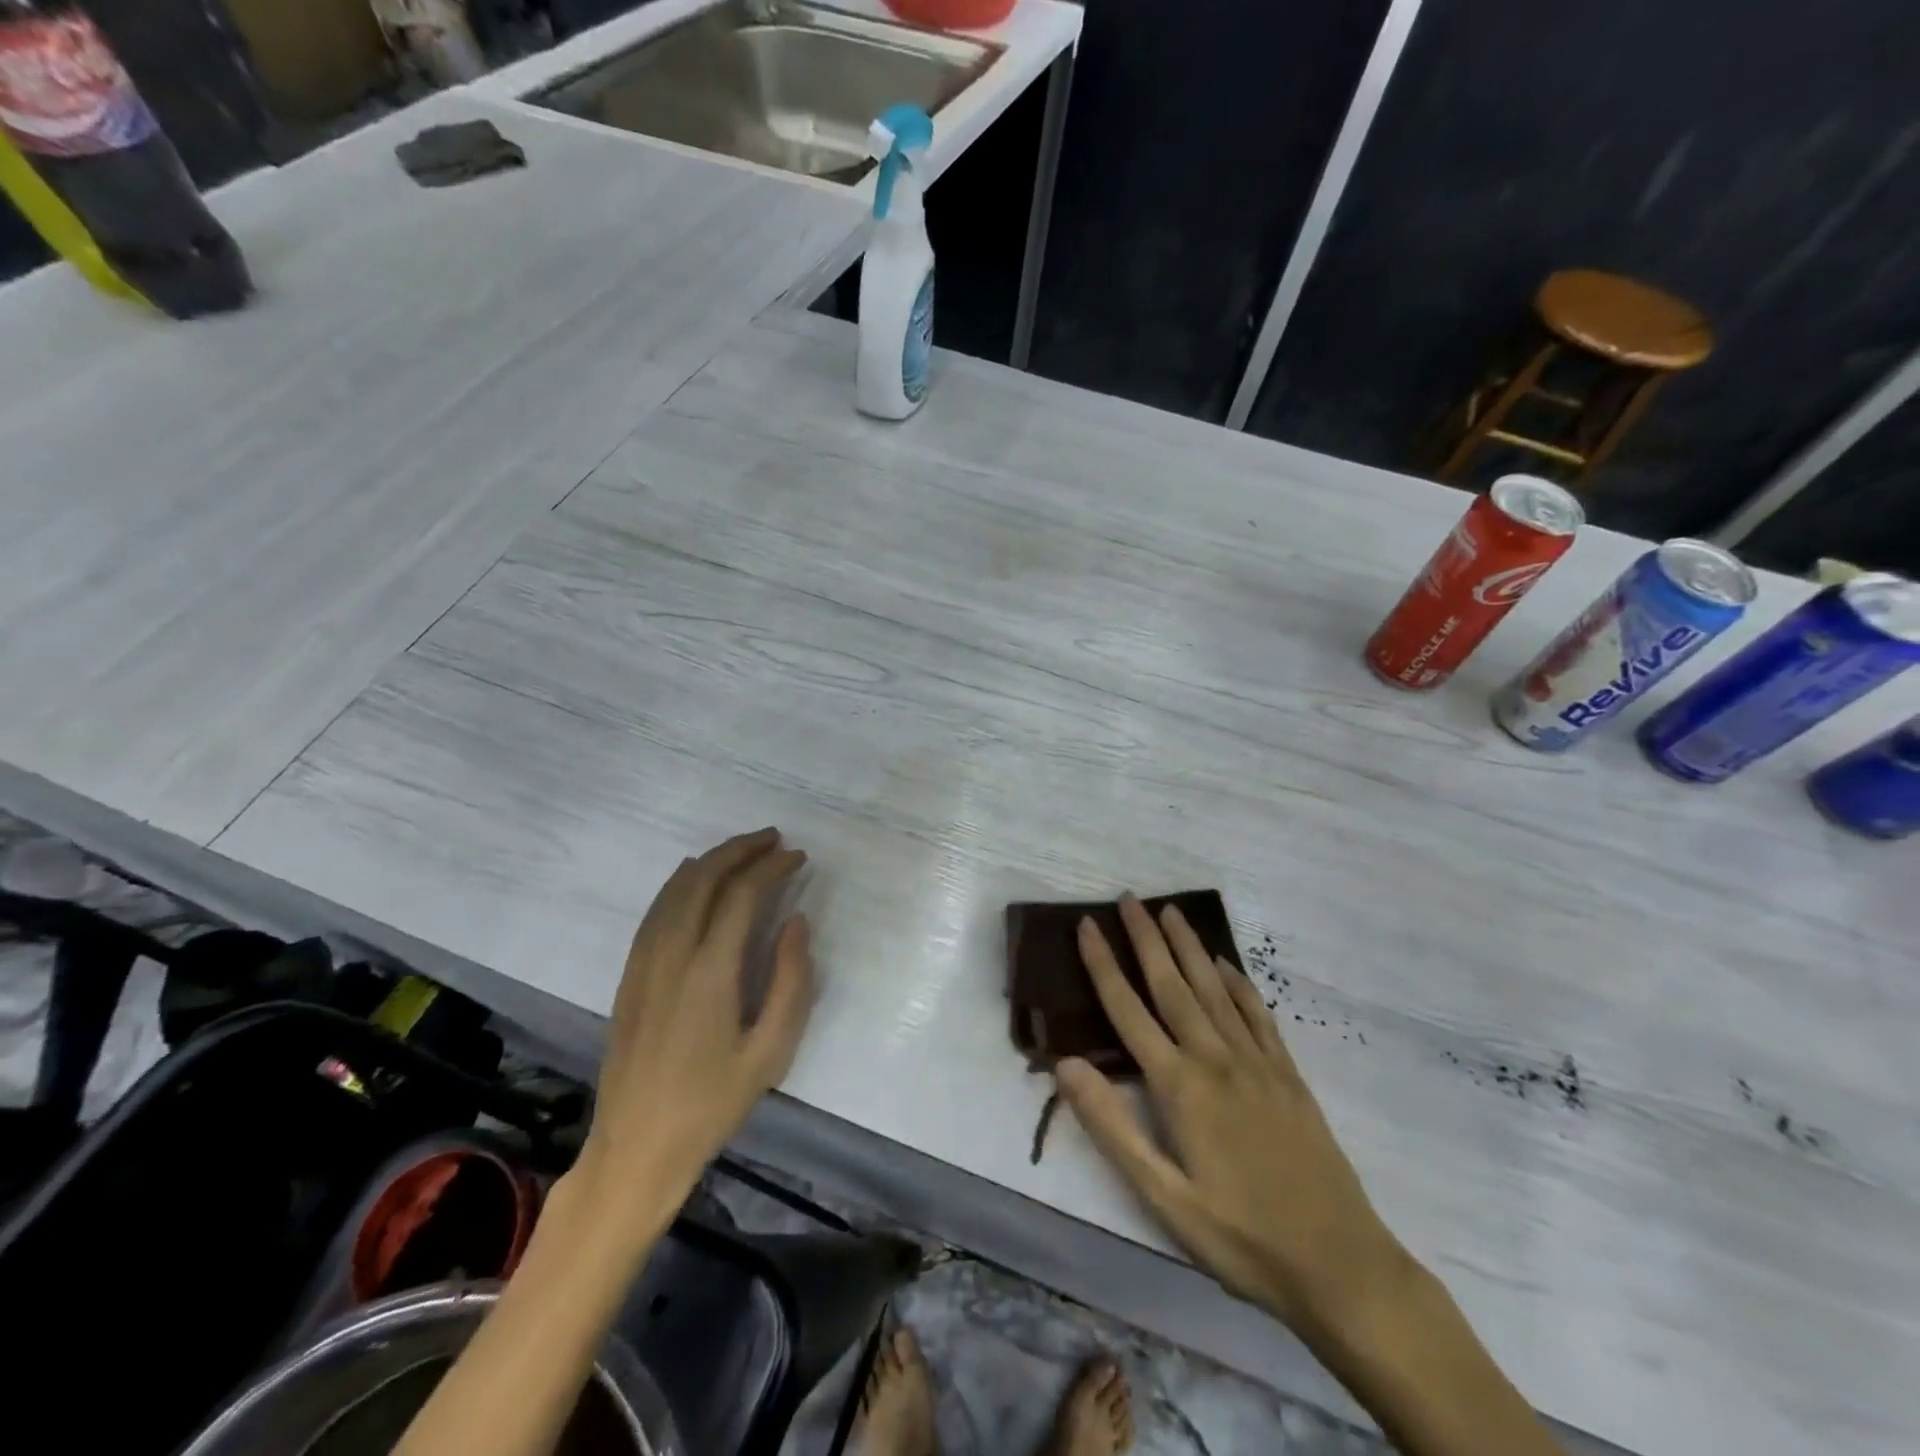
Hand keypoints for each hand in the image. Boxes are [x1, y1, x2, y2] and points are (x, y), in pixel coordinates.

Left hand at [574, 828, 813, 1223]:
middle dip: (741, 850)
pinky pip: (656, 910)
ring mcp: (644, 961)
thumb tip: (796, 922)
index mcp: (710, 970)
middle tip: (774, 840)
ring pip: (676, 889)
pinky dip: (681, 883)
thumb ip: (792, 980)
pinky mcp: (631, 973)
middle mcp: (673, 953)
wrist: (637, 1146)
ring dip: (712, 861)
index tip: (798, 857)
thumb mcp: (772, 1050)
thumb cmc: (713, 1102)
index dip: (772, 868)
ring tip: (743, 850)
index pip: (742, 894)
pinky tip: (695, 879)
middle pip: (705, 878)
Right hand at [1055, 895, 1415, 1342]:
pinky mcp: (1288, 1074)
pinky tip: (1226, 963)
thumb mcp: (1163, 1197)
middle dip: (1146, 938)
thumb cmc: (1240, 1237)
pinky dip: (1238, 981)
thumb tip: (1064, 1064)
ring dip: (1188, 946)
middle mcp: (1215, 1058)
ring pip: (1214, 988)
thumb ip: (1112, 1127)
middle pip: (1172, 984)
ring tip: (1170, 911)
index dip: (1104, 965)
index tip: (1086, 925)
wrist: (1340, 1265)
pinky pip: (1257, 1013)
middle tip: (1129, 898)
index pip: (1129, 1010)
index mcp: (1179, 1086)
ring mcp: (1257, 1062)